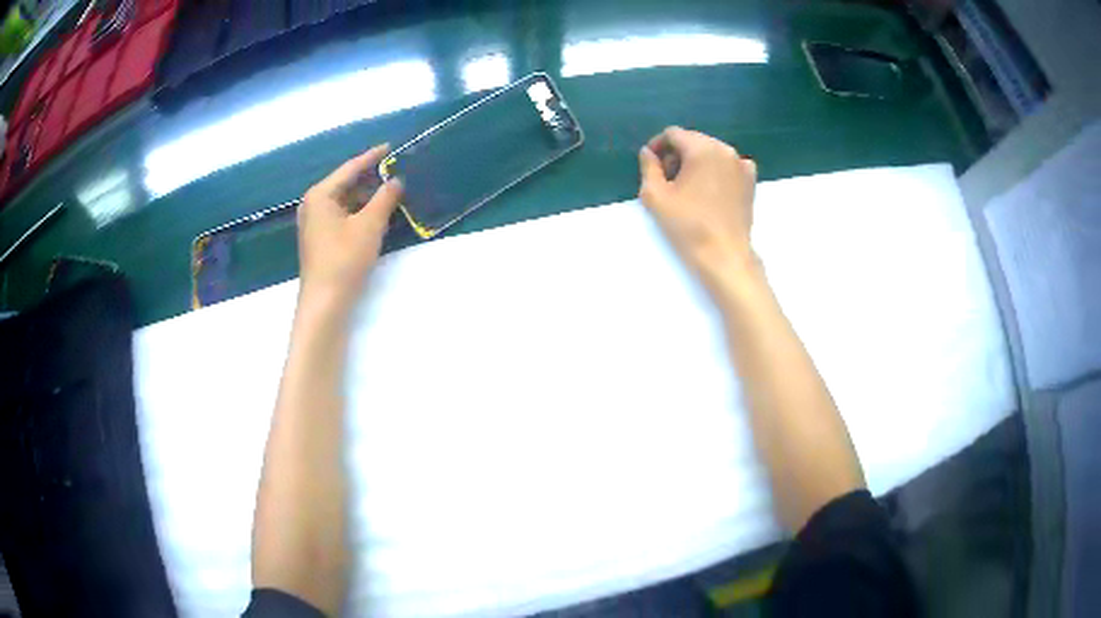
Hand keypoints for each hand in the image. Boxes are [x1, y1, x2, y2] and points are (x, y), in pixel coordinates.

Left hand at [297, 145, 402, 309]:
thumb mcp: (370, 225)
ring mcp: (315, 222)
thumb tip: (397, 180)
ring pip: (346, 201)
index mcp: (321, 194)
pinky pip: (343, 215)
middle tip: (398, 171)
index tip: (392, 147)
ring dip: (368, 197)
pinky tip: (378, 214)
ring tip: (394, 191)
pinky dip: (360, 212)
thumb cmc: (344, 259)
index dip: (373, 157)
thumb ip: (385, 197)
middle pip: (347, 183)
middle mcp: (314, 204)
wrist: (325, 302)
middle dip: (372, 178)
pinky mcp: (321, 238)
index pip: (350, 167)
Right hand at [638, 127, 758, 292]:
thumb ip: (648, 167)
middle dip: (676, 155)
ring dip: (695, 163)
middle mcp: (725, 149)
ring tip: (687, 188)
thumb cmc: (687, 226)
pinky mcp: (751, 181)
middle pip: (693, 140)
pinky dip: (716, 171)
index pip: (673, 134)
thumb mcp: (655, 196)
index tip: (650, 166)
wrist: (724, 255)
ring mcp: (742, 165)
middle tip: (667, 180)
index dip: (657, 146)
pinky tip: (709, 191)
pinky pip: (728, 165)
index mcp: (702, 148)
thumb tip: (647, 152)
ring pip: (711, 152)